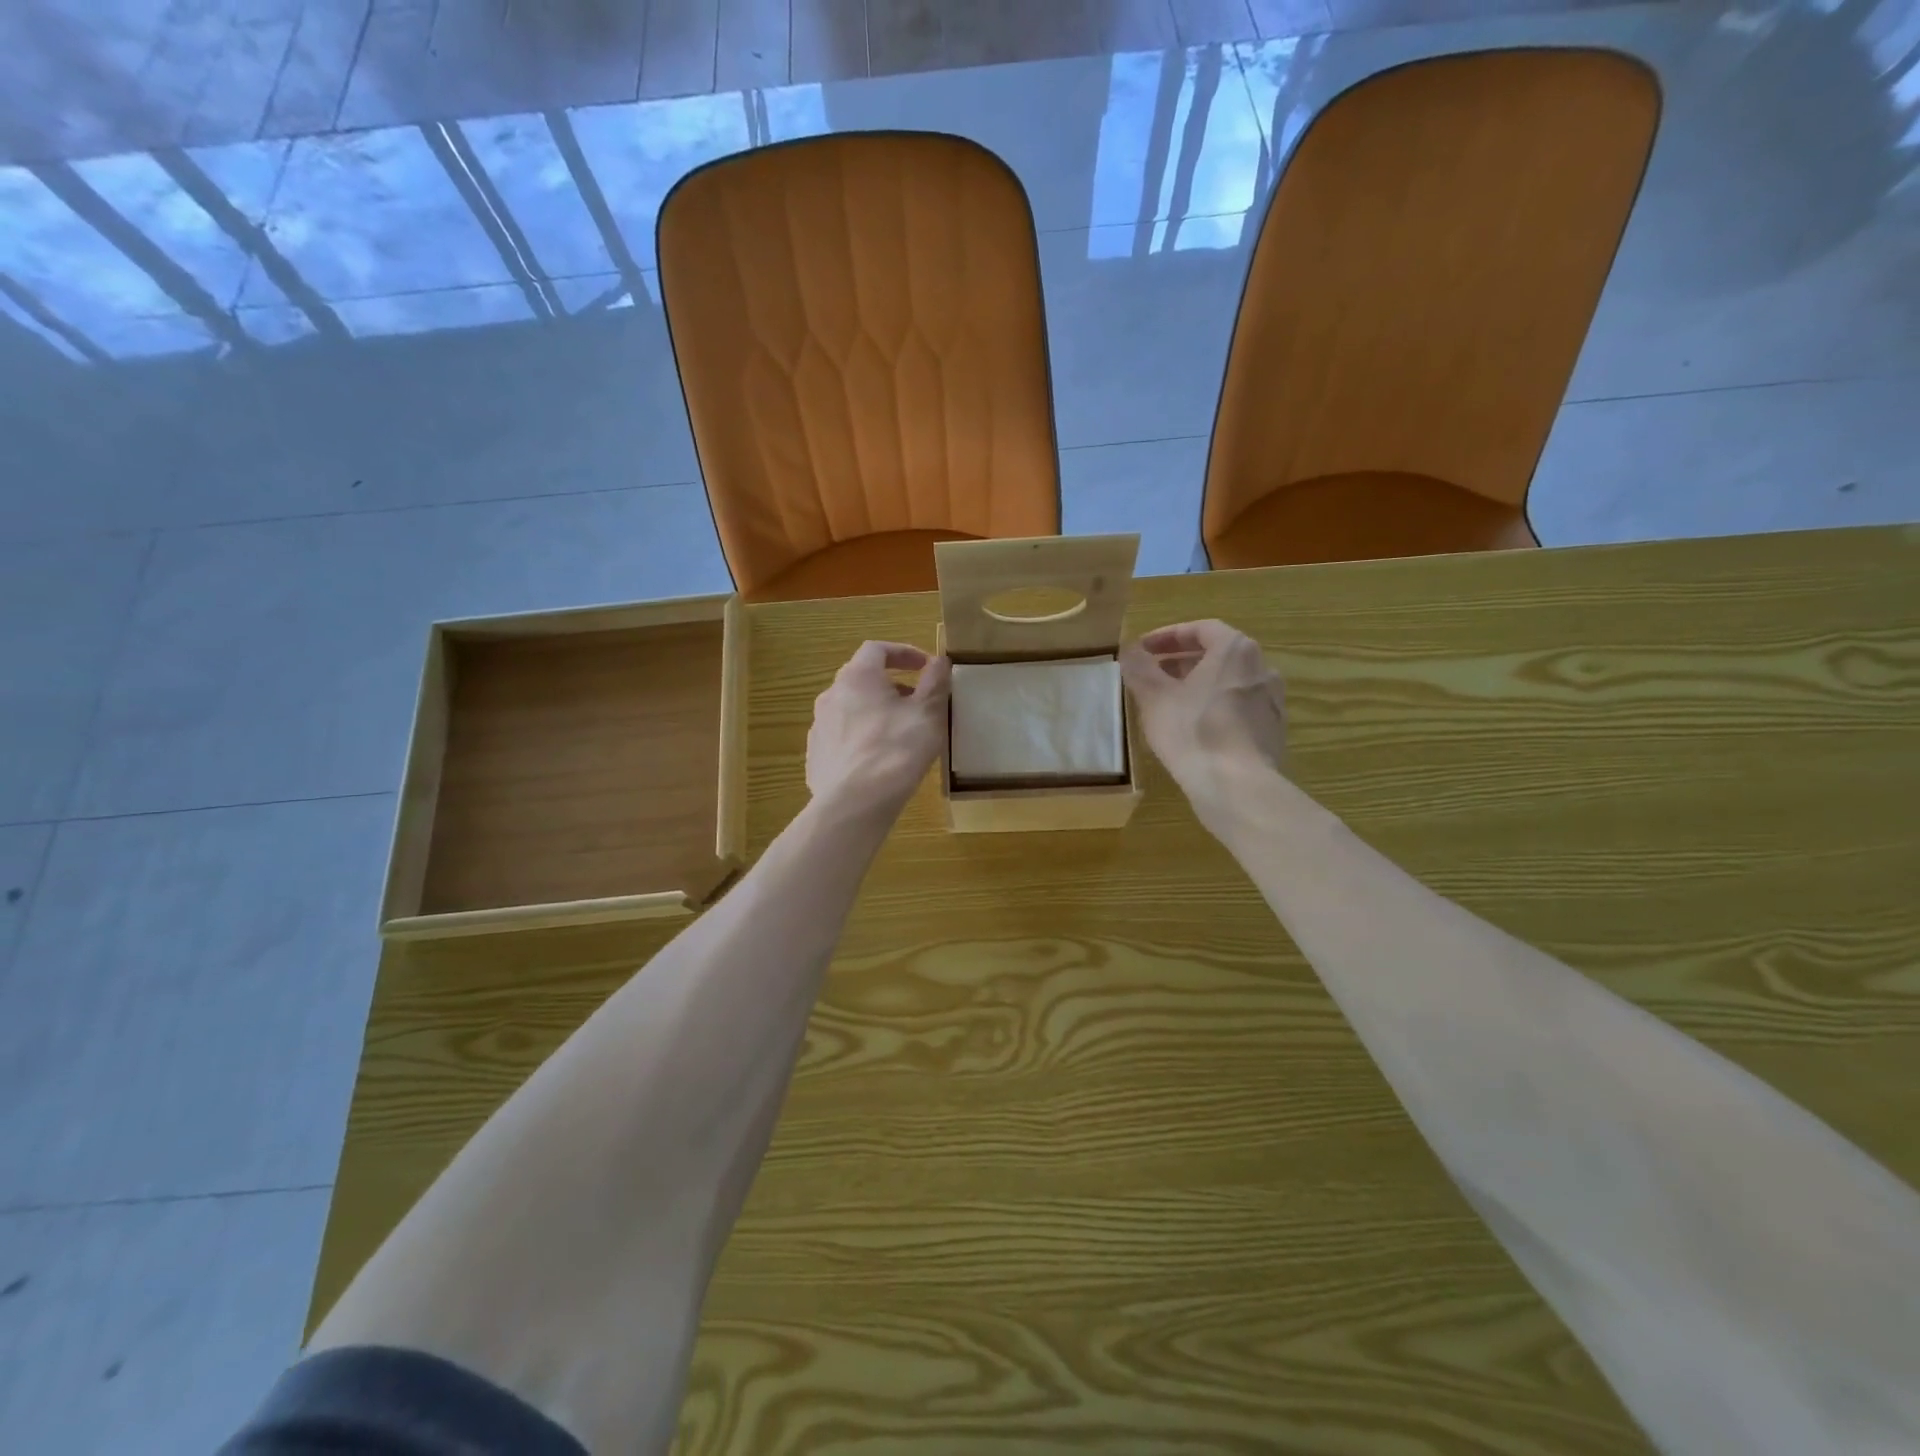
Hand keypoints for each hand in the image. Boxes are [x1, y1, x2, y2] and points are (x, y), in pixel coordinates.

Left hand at [807, 642, 951, 817]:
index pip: (877, 649)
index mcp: (857, 677)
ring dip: (874, 712)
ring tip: (898, 733)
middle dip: (890, 684)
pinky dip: (861, 739)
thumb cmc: (896, 750)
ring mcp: (819, 727)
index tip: (925, 666)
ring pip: (850, 710)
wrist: (854, 803)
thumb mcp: (928, 713)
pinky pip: (841, 738)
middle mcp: (831, 695)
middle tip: (916, 701)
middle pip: (861, 679)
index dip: (903, 652)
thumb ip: (935, 682)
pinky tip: (877, 761)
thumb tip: (939, 661)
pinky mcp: (816, 757)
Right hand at [1120, 620, 1285, 824]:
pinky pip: (1238, 708)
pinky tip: (1194, 729)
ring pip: (1229, 682)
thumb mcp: (1154, 697)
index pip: (1201, 629)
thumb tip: (1130, 649)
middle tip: (1154, 674)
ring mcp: (1271, 701)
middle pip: (1217, 655)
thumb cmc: (1192, 732)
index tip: (1144, 649)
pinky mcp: (1273, 731)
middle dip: (1182, 661)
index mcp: (1235, 650)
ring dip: (1199, 685)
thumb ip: (1140, 667)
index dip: (1168, 635)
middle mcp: (1262, 668)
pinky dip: (1215, 708)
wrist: (1237, 786)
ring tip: (1170, 702)